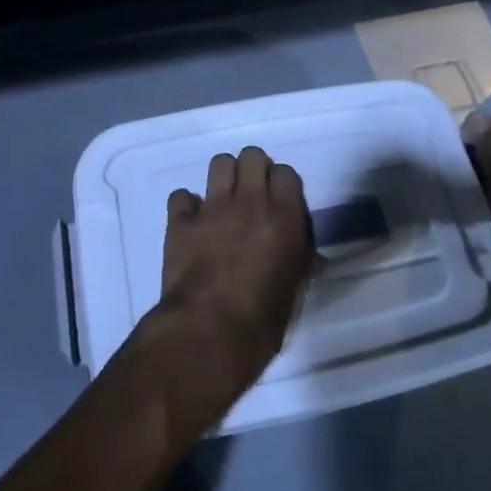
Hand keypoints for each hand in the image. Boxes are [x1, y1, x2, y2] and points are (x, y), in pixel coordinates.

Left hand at [142, 147, 313, 433]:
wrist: (207, 335)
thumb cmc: (261, 323)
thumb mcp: (294, 292)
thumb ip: (300, 262)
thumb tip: (310, 256)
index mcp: (284, 217)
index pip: (286, 173)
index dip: (282, 185)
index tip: (279, 202)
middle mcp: (250, 202)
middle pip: (252, 155)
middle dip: (253, 170)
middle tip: (251, 196)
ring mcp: (212, 208)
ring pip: (219, 162)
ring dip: (223, 178)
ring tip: (224, 202)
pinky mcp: (180, 221)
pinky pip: (181, 196)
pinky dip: (187, 206)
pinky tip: (192, 223)